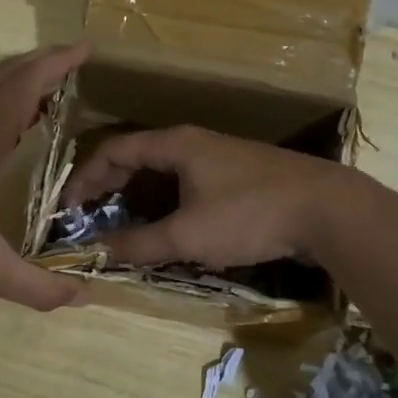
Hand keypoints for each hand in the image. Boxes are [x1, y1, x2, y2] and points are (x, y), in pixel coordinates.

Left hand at [0, 44, 92, 310]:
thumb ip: (37, 286)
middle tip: (76, 62)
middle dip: (42, 64)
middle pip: (4, 77)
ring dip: (17, 83)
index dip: (56, 64)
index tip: (86, 49)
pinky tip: (5, 130)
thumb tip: (85, 298)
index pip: (23, 87)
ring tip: (50, 94)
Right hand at [60, 125, 361, 268]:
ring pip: (164, 172)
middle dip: (108, 186)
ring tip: (121, 223)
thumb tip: (96, 254)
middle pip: (137, 157)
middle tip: (88, 215)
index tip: (68, 208)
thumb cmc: (250, 214)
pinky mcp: (241, 177)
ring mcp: (220, 158)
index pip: (114, 150)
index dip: (85, 177)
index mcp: (175, 144)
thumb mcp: (188, 234)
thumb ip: (139, 244)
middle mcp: (194, 143)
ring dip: (137, 195)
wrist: (329, 210)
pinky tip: (168, 226)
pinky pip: (188, 183)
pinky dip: (166, 201)